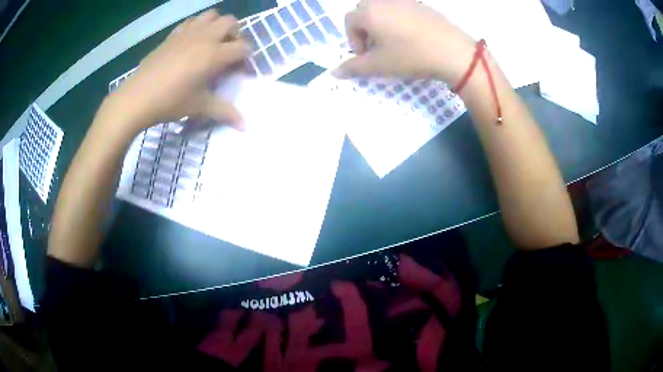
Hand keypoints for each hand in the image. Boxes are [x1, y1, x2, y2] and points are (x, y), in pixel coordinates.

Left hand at [107, 9, 248, 133]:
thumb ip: (225, 112)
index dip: (246, 58)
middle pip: (231, 22)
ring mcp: (187, 33)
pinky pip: (191, 21)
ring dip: (217, 25)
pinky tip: (191, 42)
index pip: (243, 47)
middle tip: (227, 52)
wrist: (137, 97)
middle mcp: (205, 37)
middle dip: (235, 34)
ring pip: (211, 15)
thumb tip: (245, 127)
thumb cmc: (171, 102)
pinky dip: (197, 26)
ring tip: (211, 42)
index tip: (240, 71)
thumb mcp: (200, 107)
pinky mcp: (173, 35)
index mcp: (215, 54)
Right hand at [333, 0, 475, 85]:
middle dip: (365, 30)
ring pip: (383, 10)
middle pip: (364, 12)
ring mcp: (404, 0)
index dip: (353, 41)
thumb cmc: (411, 56)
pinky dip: (399, 21)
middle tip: (378, 49)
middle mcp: (383, 1)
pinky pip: (401, 10)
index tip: (365, 57)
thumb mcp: (379, 66)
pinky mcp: (421, 4)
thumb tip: (334, 73)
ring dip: (382, 25)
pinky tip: (413, 38)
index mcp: (368, 12)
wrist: (453, 51)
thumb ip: (353, 68)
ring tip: (396, 44)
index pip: (349, 22)